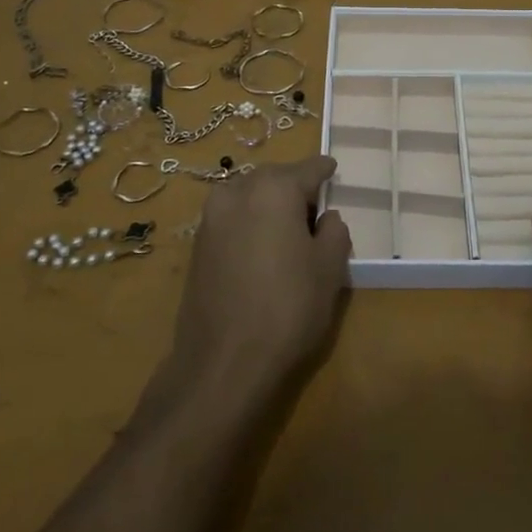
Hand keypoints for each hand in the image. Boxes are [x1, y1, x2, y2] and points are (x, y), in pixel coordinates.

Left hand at [166, 156, 351, 407]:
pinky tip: (263, 247)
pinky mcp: (197, 246)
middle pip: (274, 178)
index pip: (308, 168)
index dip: (325, 170)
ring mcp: (211, 218)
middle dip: (295, 186)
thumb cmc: (288, 308)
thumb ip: (334, 232)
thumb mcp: (329, 269)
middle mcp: (237, 192)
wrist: (223, 362)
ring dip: (269, 204)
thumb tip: (326, 219)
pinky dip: (250, 222)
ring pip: (249, 196)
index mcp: (274, 189)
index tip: (334, 169)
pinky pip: (232, 219)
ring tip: (289, 229)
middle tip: (316, 206)